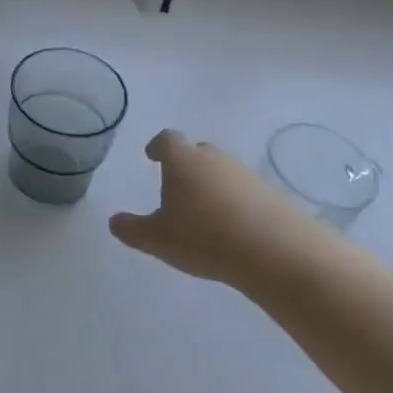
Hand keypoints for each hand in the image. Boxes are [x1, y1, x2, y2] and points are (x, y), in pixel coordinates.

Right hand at [110, 130, 328, 288]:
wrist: (278, 252)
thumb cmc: (205, 238)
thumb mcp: (158, 239)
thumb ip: (132, 229)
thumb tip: (114, 221)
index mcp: (183, 161)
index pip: (166, 140)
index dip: (157, 147)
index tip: (152, 156)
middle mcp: (215, 159)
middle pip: (197, 152)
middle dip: (186, 166)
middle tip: (179, 189)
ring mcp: (247, 174)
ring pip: (223, 172)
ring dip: (213, 185)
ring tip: (207, 214)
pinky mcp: (273, 195)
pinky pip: (247, 191)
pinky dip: (237, 203)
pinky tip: (236, 229)